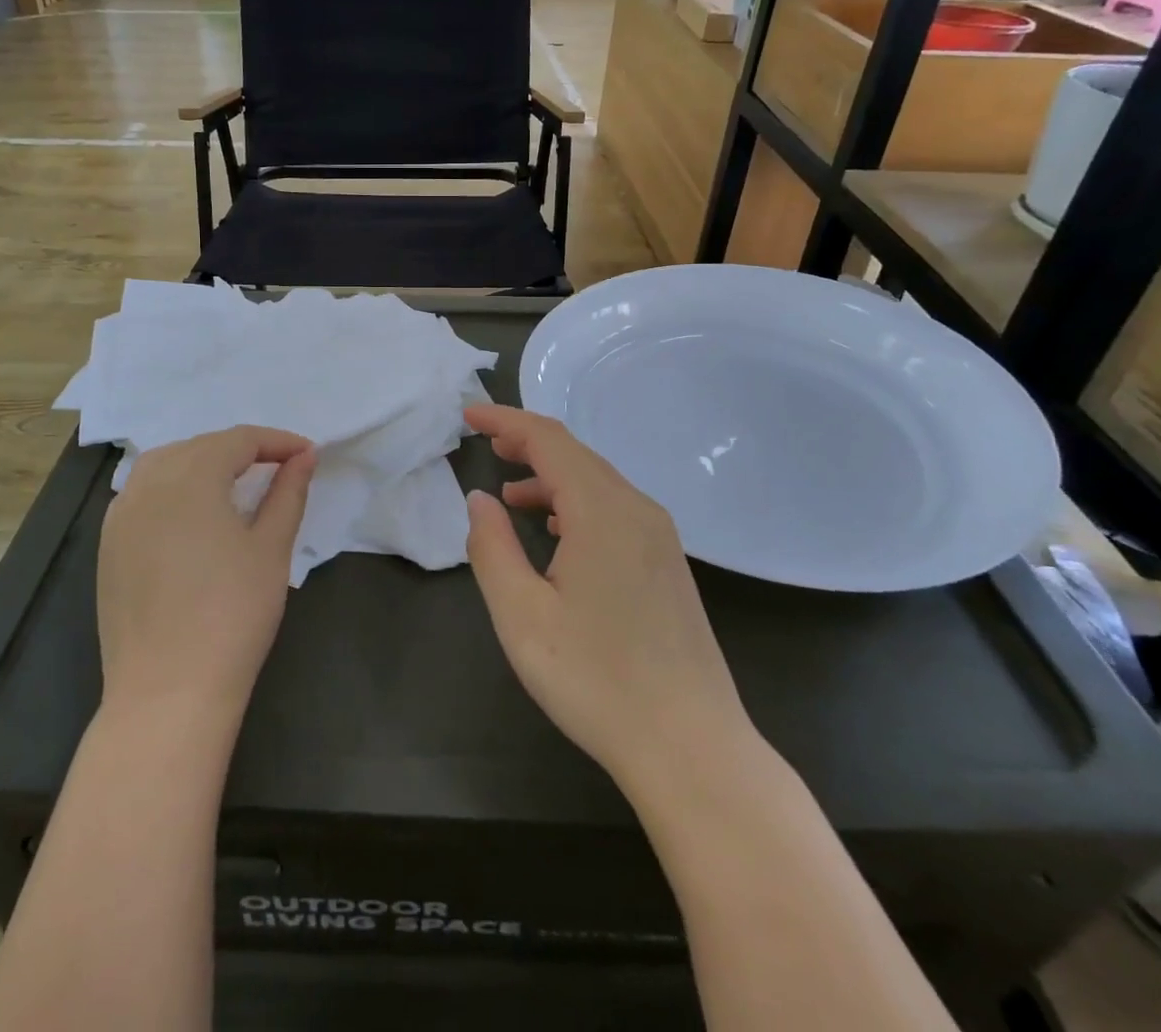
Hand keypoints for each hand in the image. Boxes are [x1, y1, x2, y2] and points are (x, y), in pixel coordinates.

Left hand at [97, 426, 315, 720]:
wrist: (168, 691)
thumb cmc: (233, 613)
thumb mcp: (272, 548)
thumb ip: (288, 492)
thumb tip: (304, 456)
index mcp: (191, 477)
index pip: (239, 440)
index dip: (277, 441)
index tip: (308, 454)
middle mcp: (148, 484)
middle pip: (200, 446)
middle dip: (242, 449)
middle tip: (278, 469)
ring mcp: (120, 516)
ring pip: (164, 465)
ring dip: (203, 462)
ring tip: (236, 482)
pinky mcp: (108, 547)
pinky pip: (142, 494)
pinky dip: (172, 488)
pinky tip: (192, 514)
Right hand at [463, 404, 756, 792]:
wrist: (692, 746)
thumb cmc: (596, 680)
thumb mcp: (522, 615)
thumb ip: (492, 547)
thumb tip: (481, 499)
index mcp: (602, 510)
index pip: (548, 439)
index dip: (505, 420)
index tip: (468, 414)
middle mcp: (637, 509)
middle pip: (576, 454)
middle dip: (527, 442)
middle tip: (486, 443)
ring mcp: (660, 536)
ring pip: (597, 482)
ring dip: (551, 476)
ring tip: (511, 492)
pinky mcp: (668, 563)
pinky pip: (615, 509)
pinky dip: (577, 502)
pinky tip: (558, 531)